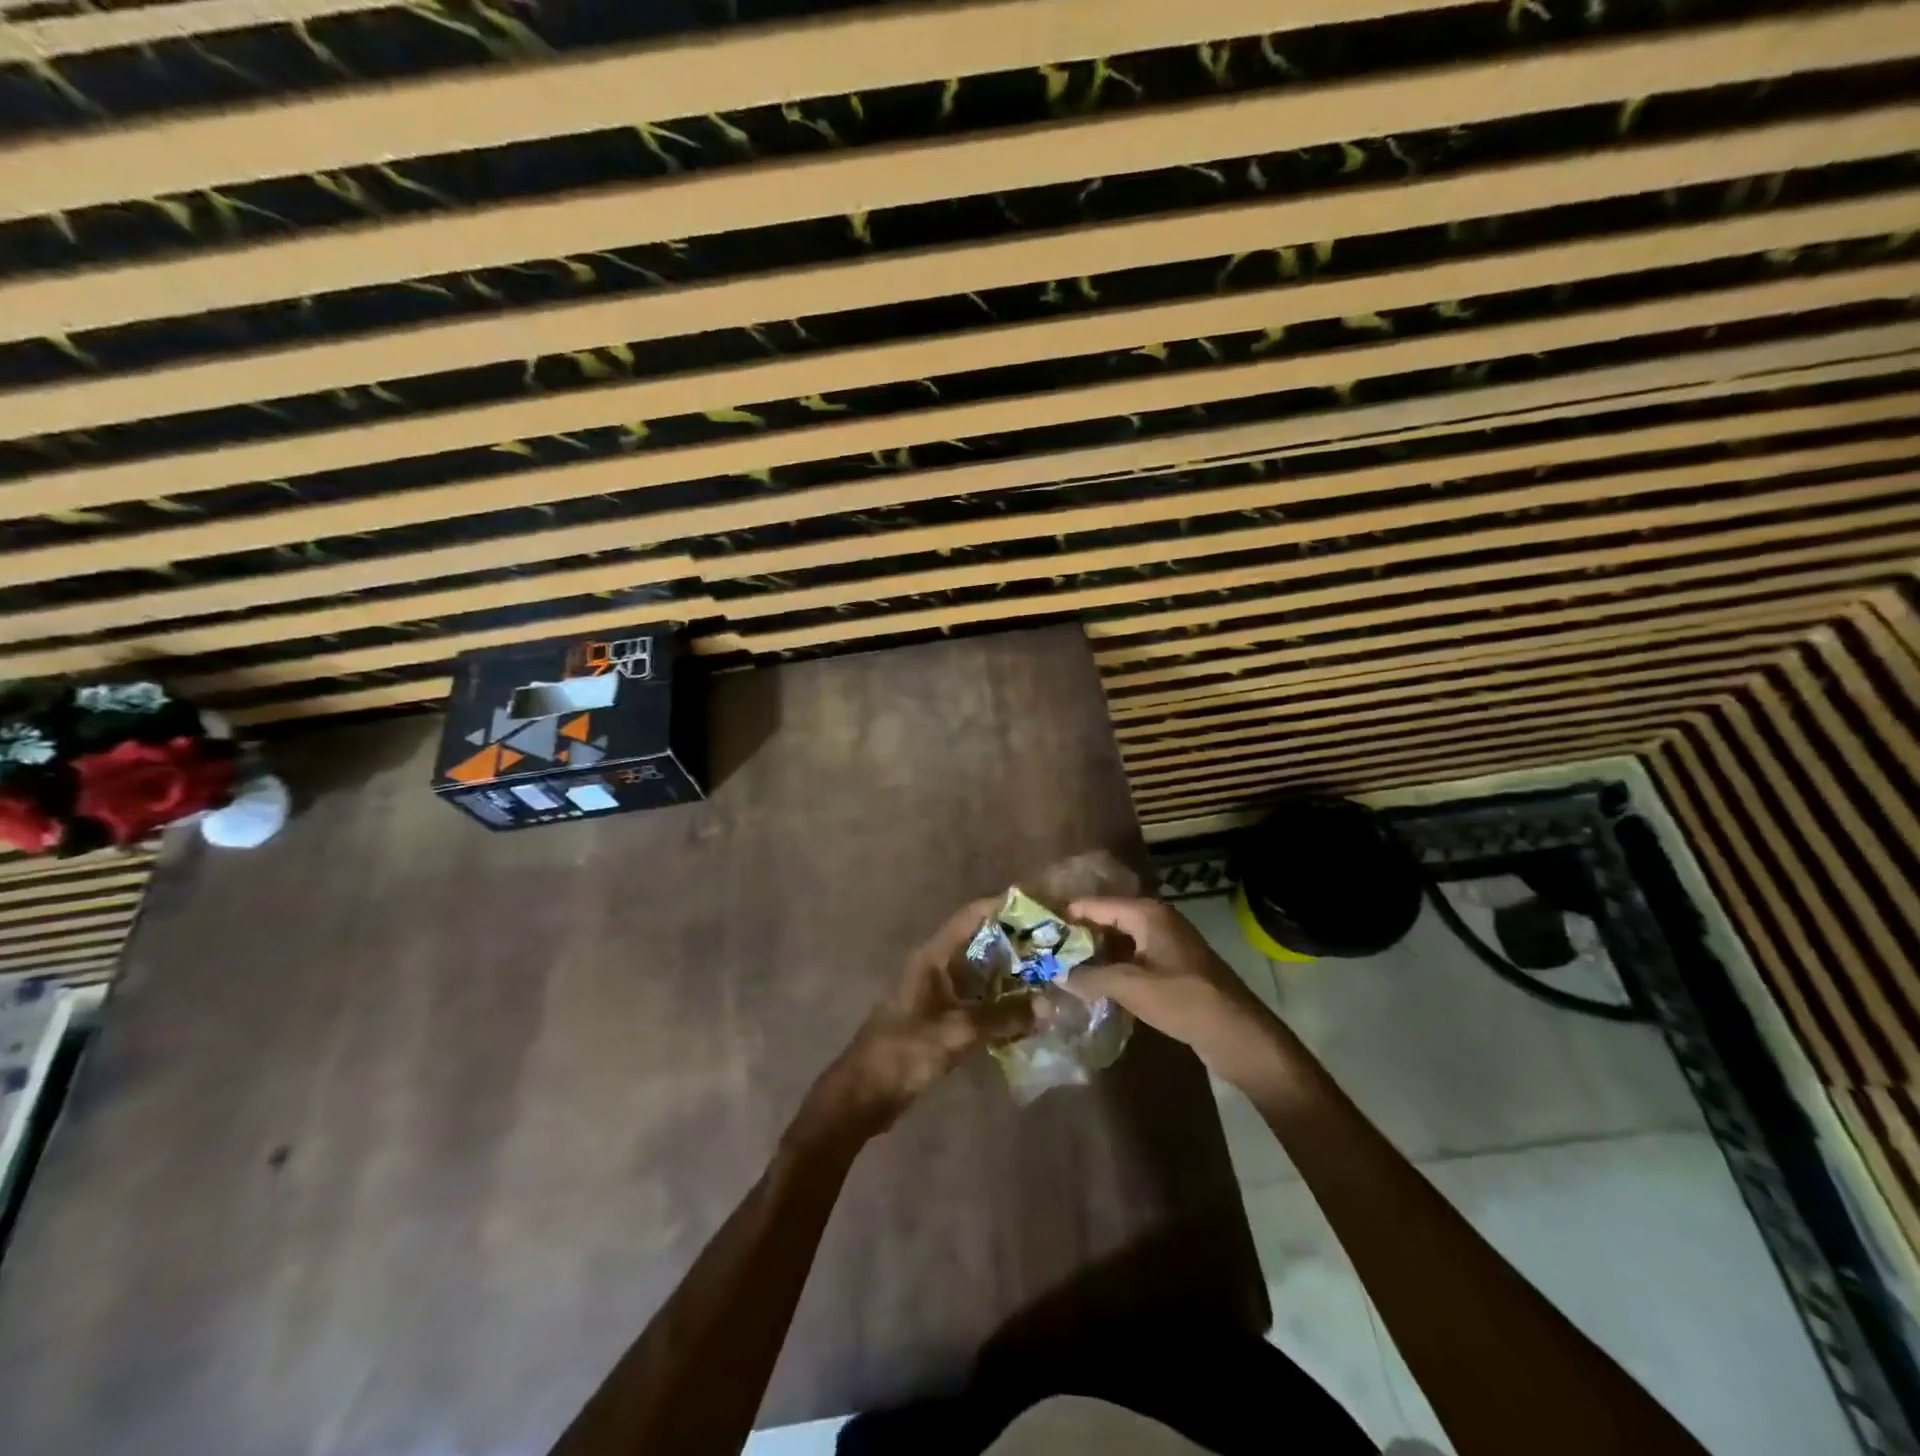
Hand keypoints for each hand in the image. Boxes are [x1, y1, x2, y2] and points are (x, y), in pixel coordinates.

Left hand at [794, 899, 1035, 1145]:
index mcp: (935, 956)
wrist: (865, 1093)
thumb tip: (1047, 1006)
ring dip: (1013, 972)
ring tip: (1052, 972)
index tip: (1041, 904)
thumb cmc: (905, 1051)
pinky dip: (1002, 1000)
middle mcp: (938, 966)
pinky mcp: (943, 1017)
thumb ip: (1002, 1017)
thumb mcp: (957, 1032)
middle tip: (1056, 942)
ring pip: (983, 972)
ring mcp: (940, 992)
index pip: (974, 916)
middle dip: (1017, 940)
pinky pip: (979, 999)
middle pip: (982, 941)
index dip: (1005, 906)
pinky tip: (1029, 1011)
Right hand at [1064, 897, 1276, 1076]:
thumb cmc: (1184, 1000)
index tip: (1038, 926)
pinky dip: (1114, 968)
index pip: (1096, 904)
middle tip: (1045, 950)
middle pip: (1108, 920)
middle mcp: (1157, 921)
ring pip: (1120, 942)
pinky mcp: (1173, 968)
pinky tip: (1093, 985)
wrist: (1238, 1034)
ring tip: (1062, 968)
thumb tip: (1056, 973)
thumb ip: (1090, 976)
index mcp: (1147, 914)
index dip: (1068, 914)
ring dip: (1095, 954)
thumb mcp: (1131, 987)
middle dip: (1079, 936)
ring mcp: (1167, 945)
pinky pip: (1134, 959)